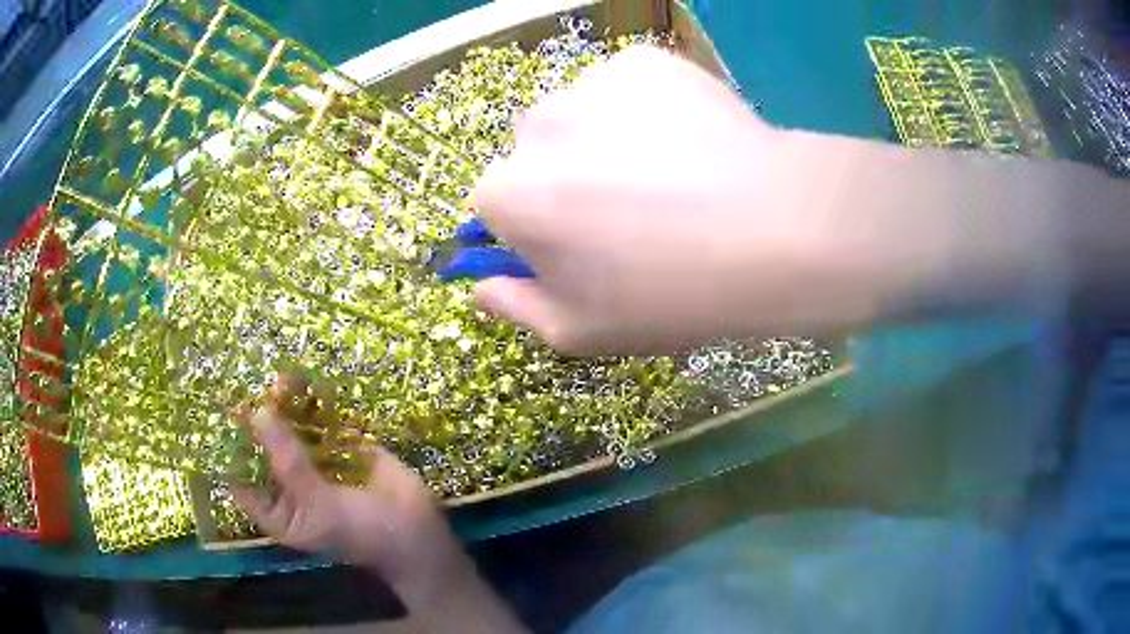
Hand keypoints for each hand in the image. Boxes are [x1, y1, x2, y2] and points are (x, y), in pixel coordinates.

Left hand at [231, 400, 526, 632]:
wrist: (418, 531)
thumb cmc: (361, 533)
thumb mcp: (319, 504)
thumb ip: (288, 461)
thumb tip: (259, 413)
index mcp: (279, 509)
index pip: (241, 479)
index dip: (229, 449)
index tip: (223, 413)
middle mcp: (292, 484)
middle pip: (267, 447)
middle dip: (261, 418)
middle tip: (251, 384)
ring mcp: (317, 464)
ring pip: (295, 430)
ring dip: (289, 404)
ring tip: (283, 376)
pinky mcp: (344, 447)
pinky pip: (325, 422)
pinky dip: (318, 403)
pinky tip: (310, 381)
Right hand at [472, 46, 876, 354]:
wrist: (778, 232)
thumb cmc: (672, 295)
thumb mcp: (580, 332)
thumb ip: (514, 307)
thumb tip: (481, 286)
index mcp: (508, 194)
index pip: (496, 205)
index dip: (535, 227)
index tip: (580, 246)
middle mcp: (535, 126)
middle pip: (534, 153)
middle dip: (563, 178)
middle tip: (630, 210)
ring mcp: (591, 83)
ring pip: (580, 115)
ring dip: (603, 139)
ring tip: (668, 174)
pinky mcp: (645, 61)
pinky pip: (627, 88)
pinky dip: (646, 110)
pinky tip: (689, 142)